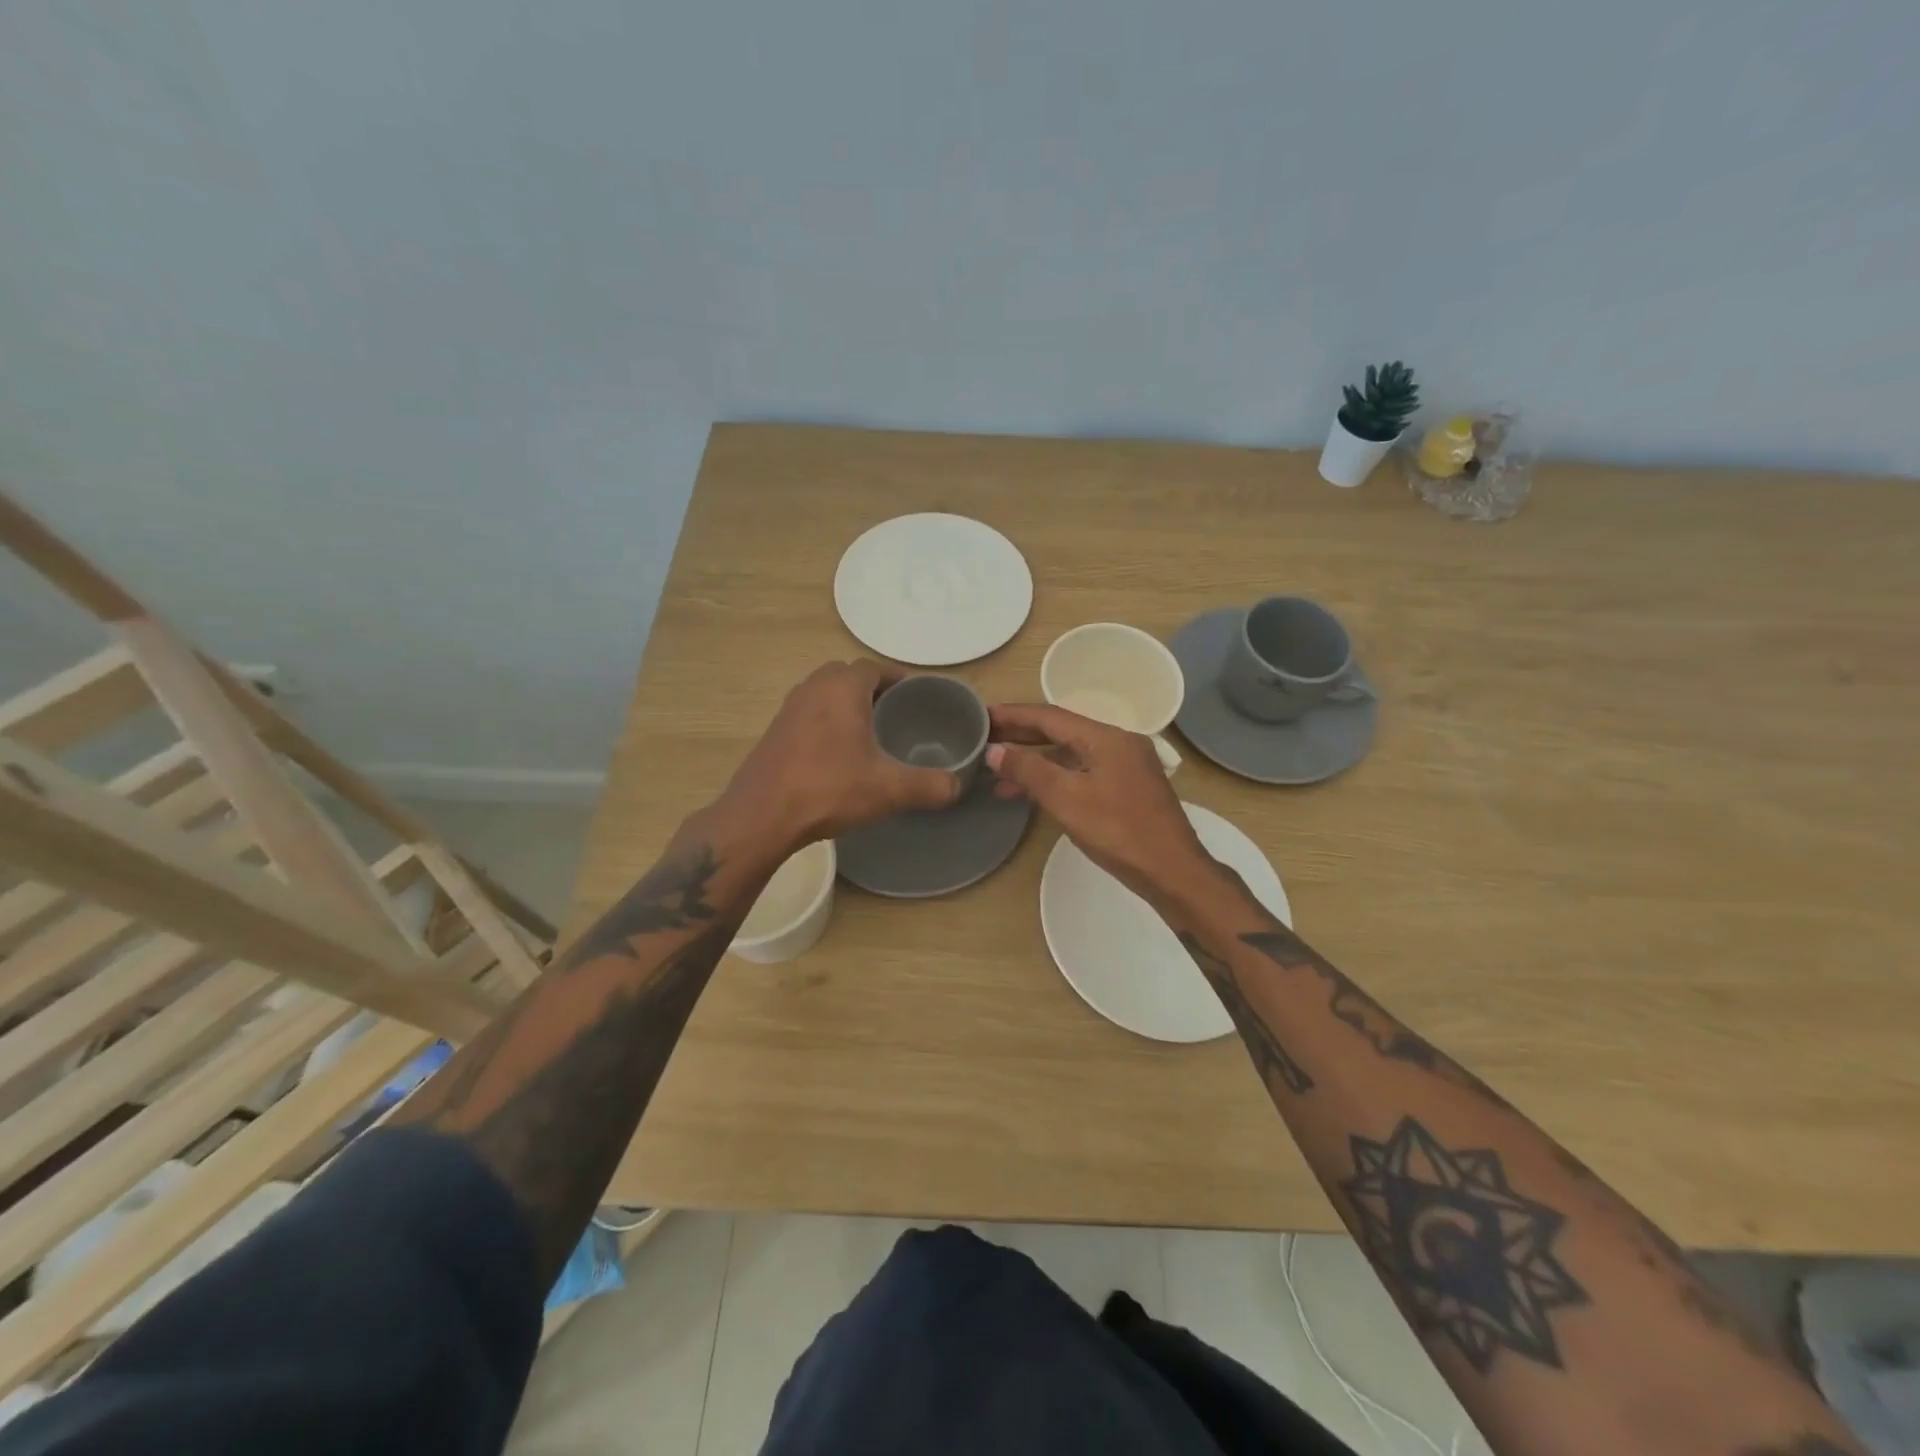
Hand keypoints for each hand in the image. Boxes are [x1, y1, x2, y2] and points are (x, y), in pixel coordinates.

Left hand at [719, 661, 962, 849]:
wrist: (760, 817)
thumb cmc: (828, 790)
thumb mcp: (889, 790)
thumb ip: (930, 786)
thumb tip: (957, 785)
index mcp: (842, 688)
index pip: (875, 667)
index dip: (898, 678)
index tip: (919, 696)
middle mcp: (813, 688)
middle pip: (847, 674)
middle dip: (873, 688)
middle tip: (897, 712)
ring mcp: (788, 709)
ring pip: (824, 693)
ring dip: (847, 704)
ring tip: (871, 731)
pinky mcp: (774, 732)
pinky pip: (808, 714)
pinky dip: (827, 722)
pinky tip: (839, 753)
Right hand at [986, 703, 1215, 904]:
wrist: (1172, 872)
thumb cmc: (1118, 831)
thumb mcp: (1066, 798)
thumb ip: (1028, 770)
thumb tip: (994, 751)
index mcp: (1106, 738)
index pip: (1050, 716)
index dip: (1013, 715)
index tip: (982, 715)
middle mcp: (1118, 743)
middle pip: (1061, 732)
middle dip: (1022, 736)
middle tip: (985, 739)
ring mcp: (1125, 767)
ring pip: (1071, 755)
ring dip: (1035, 762)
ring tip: (998, 775)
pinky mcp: (1127, 789)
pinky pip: (1082, 773)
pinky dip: (1056, 778)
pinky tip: (1033, 794)